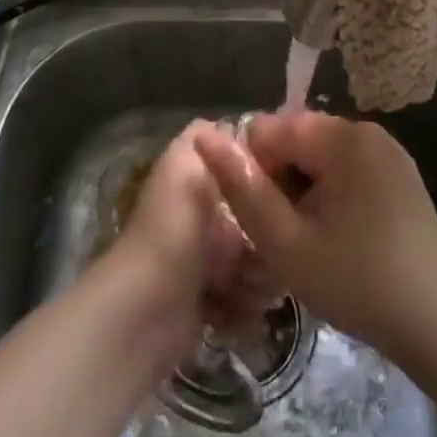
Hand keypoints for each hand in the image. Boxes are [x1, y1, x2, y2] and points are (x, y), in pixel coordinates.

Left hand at [107, 123, 248, 361]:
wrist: (146, 311)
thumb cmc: (174, 230)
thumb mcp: (186, 166)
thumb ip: (204, 136)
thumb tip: (233, 125)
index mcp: (197, 183)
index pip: (246, 175)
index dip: (267, 182)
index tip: (289, 193)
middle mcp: (202, 219)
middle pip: (258, 223)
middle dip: (269, 239)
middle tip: (271, 252)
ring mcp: (206, 264)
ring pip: (258, 264)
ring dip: (260, 278)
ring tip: (250, 286)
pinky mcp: (209, 305)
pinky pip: (246, 301)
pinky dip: (245, 308)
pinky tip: (237, 310)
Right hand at [193, 112, 436, 357]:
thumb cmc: (357, 282)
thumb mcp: (286, 243)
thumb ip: (242, 188)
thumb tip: (204, 137)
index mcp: (341, 136)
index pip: (271, 128)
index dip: (254, 172)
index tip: (263, 219)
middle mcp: (366, 130)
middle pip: (298, 139)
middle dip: (281, 181)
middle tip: (286, 237)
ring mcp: (388, 151)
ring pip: (322, 156)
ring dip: (304, 190)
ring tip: (311, 241)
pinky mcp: (401, 174)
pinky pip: (349, 168)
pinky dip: (332, 194)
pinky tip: (338, 238)